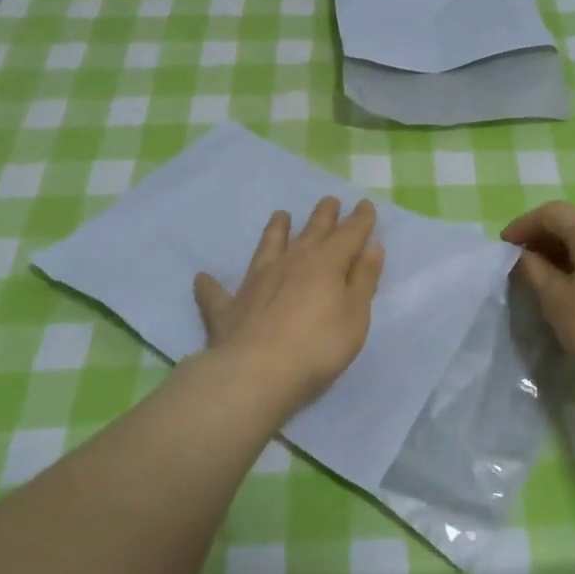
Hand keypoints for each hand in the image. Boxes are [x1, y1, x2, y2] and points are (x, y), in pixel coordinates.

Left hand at [193, 197, 384, 409]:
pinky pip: (216, 292)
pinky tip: (203, 278)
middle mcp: (290, 262)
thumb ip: (363, 281)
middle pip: (310, 231)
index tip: (365, 204)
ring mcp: (256, 281)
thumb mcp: (355, 316)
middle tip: (329, 201)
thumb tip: (371, 248)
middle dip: (323, 215)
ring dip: (276, 230)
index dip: (360, 219)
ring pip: (268, 246)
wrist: (256, 372)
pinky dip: (210, 285)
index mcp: (326, 264)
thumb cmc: (318, 347)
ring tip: (281, 215)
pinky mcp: (228, 307)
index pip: (349, 234)